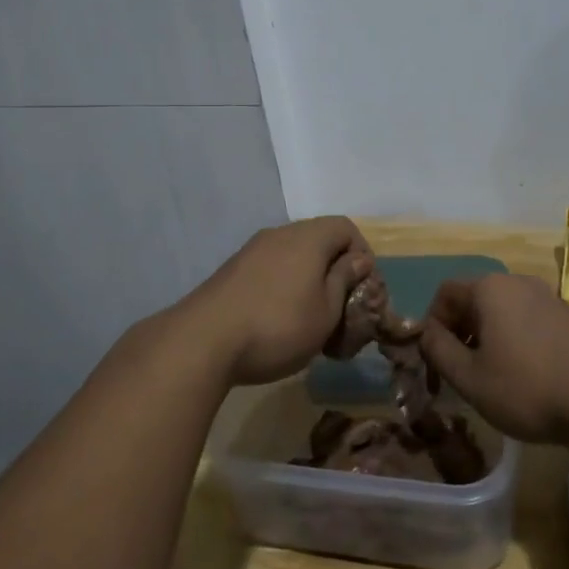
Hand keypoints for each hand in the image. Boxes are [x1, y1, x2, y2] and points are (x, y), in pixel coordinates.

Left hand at [183, 218, 373, 385]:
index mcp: (308, 237)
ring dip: (309, 280)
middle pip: (319, 240)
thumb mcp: (326, 311)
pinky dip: (284, 286)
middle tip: (342, 308)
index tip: (364, 289)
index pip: (346, 227)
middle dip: (336, 270)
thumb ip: (345, 280)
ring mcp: (252, 250)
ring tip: (312, 320)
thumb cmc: (279, 325)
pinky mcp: (232, 270)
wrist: (204, 340)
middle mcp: (280, 233)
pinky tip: (280, 320)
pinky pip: (271, 268)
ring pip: (293, 256)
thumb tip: (357, 259)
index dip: (362, 254)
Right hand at [417, 275, 568, 445]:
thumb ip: (439, 351)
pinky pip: (534, 321)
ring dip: (492, 336)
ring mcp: (551, 297)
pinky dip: (521, 340)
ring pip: (506, 310)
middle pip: (476, 298)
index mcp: (490, 289)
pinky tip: (532, 376)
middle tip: (462, 369)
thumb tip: (427, 333)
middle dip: (462, 330)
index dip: (433, 324)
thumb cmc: (528, 389)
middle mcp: (519, 282)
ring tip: (495, 375)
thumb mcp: (470, 379)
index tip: (436, 360)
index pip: (445, 293)